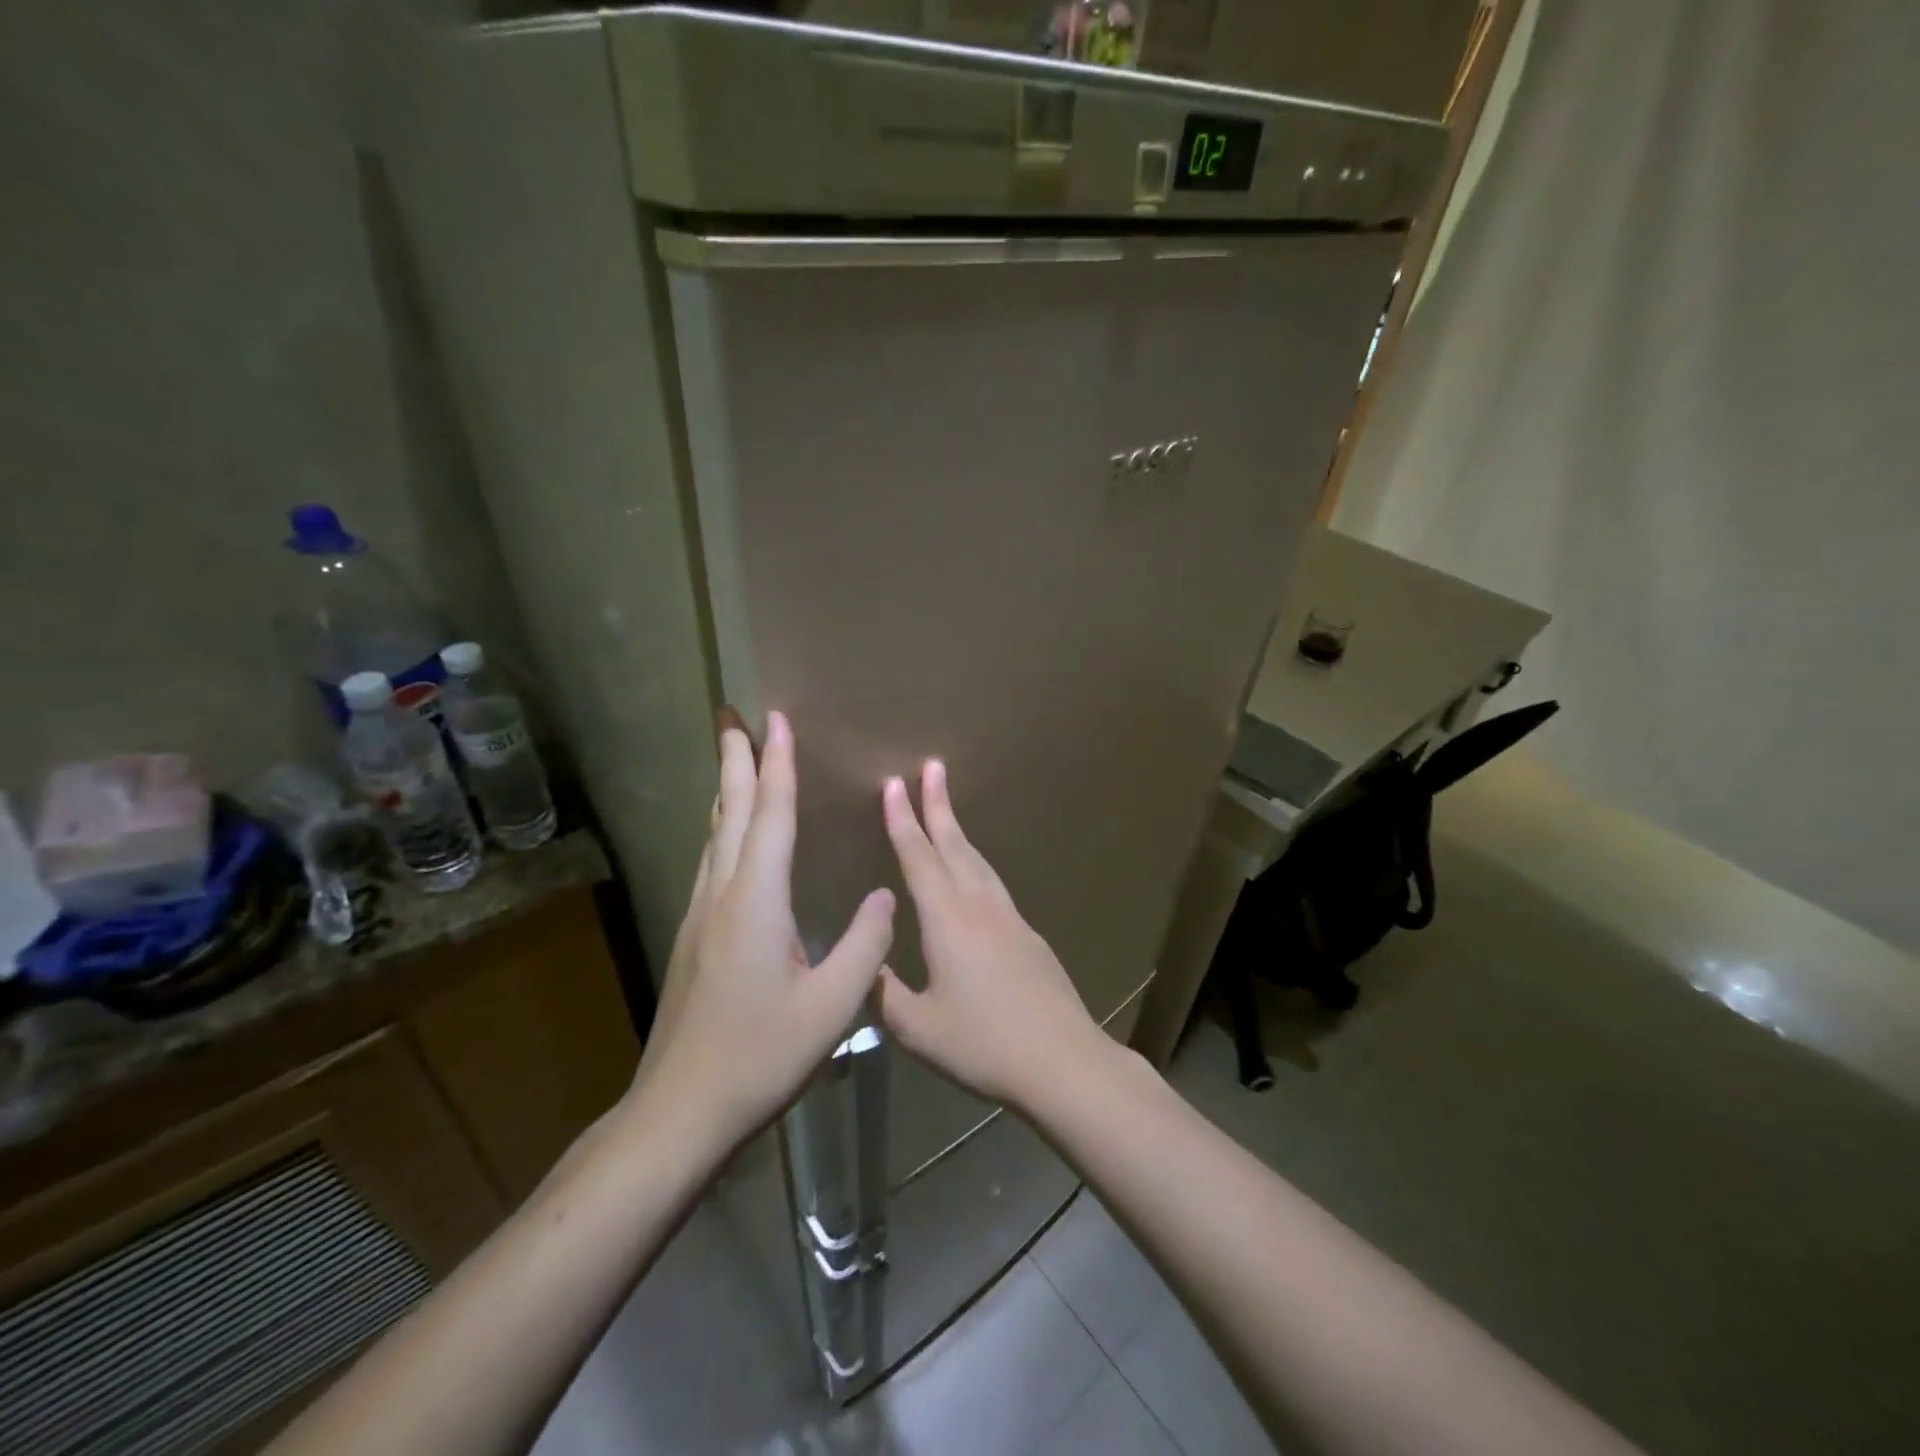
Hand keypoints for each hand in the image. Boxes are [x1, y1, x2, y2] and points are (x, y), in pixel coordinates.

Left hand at [635, 710, 895, 1151]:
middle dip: (735, 760)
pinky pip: (711, 863)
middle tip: (731, 717)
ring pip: (714, 836)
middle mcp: (723, 896)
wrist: (680, 1111)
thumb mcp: (832, 1007)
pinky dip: (723, 830)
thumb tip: (885, 895)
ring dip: (726, 791)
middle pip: (730, 813)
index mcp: (757, 902)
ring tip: (733, 762)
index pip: (771, 817)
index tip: (775, 719)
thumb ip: (864, 946)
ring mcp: (701, 916)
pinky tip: (728, 839)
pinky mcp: (694, 938)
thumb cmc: (760, 1056)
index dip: (777, 765)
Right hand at [878, 759, 1106, 1111]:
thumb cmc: (983, 1044)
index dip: (903, 820)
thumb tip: (861, 965)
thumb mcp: (917, 1029)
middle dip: (938, 804)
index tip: (894, 784)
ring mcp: (1010, 918)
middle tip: (932, 766)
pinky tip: (974, 874)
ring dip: (959, 831)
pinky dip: (976, 864)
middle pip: (954, 845)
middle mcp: (979, 906)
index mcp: (947, 921)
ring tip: (946, 810)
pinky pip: (994, 884)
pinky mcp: (1029, 935)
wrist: (1062, 1060)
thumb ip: (883, 993)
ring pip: (978, 861)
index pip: (919, 858)